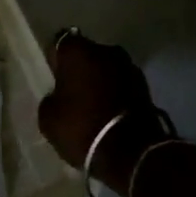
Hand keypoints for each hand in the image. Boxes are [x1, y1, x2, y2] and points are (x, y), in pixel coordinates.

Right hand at [38, 30, 155, 196]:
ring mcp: (130, 66)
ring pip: (107, 69)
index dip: (56, 59)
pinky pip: (122, 84)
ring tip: (93, 106)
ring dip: (101, 81)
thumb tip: (58, 97)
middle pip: (87, 54)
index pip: (61, 44)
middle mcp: (106, 50)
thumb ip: (51, 99)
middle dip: (81, 69)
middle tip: (72, 92)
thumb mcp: (48, 118)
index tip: (54, 77)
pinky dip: (116, 93)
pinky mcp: (146, 86)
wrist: (130, 153)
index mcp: (78, 51)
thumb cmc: (82, 128)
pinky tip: (109, 114)